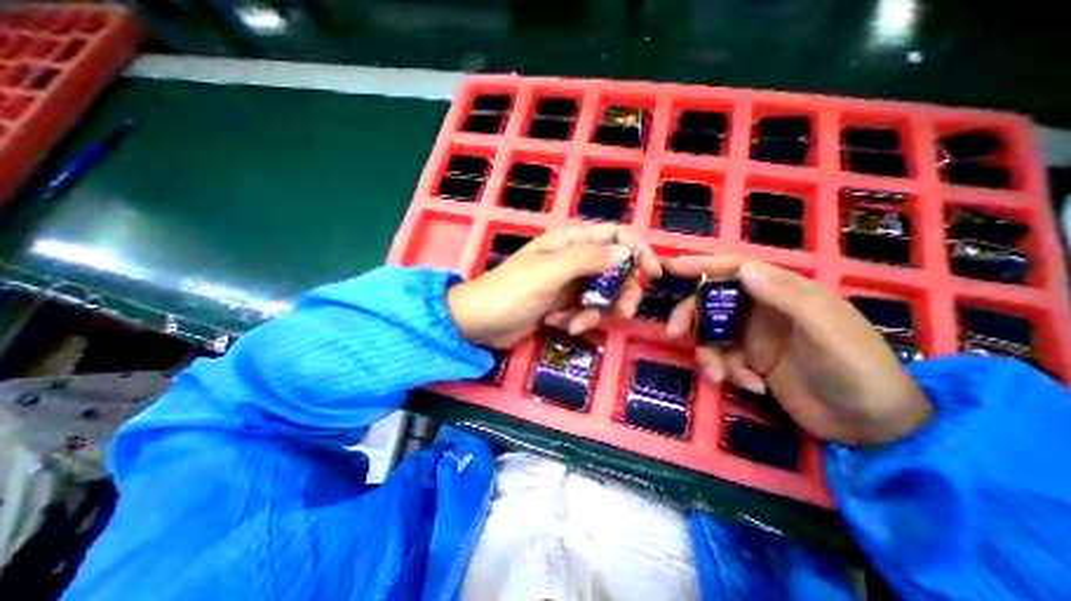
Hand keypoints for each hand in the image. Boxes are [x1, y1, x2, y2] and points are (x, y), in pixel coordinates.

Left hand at [446, 224, 661, 346]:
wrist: (480, 323)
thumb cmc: (511, 292)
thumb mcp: (549, 273)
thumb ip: (588, 259)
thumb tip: (626, 252)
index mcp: (569, 242)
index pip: (614, 235)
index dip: (637, 250)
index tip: (653, 274)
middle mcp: (572, 260)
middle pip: (614, 269)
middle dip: (620, 292)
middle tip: (620, 313)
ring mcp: (567, 283)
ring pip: (601, 294)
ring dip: (594, 313)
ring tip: (573, 323)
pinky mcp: (561, 304)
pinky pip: (584, 311)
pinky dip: (577, 320)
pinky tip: (557, 325)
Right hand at [666, 254, 929, 445]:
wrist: (871, 427)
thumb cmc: (857, 369)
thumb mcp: (826, 330)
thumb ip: (786, 297)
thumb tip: (742, 270)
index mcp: (783, 292)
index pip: (736, 269)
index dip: (702, 265)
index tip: (671, 266)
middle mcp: (763, 310)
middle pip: (712, 302)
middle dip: (691, 316)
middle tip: (674, 333)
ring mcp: (754, 337)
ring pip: (711, 334)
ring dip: (709, 354)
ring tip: (719, 376)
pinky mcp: (750, 362)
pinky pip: (722, 359)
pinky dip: (727, 372)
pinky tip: (753, 386)